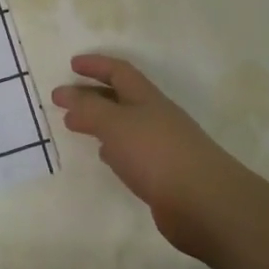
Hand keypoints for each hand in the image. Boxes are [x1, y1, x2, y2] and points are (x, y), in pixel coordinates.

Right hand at [51, 54, 255, 262]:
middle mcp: (156, 117)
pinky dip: (113, 148)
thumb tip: (65, 93)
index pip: (119, 71)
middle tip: (63, 98)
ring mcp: (162, 146)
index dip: (96, 65)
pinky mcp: (164, 175)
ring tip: (75, 125)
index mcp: (147, 98)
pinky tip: (105, 156)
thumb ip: (88, 108)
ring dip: (100, 121)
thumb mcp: (116, 124)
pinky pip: (132, 152)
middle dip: (92, 94)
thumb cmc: (157, 154)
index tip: (71, 64)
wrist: (205, 204)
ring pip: (125, 125)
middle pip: (121, 97)